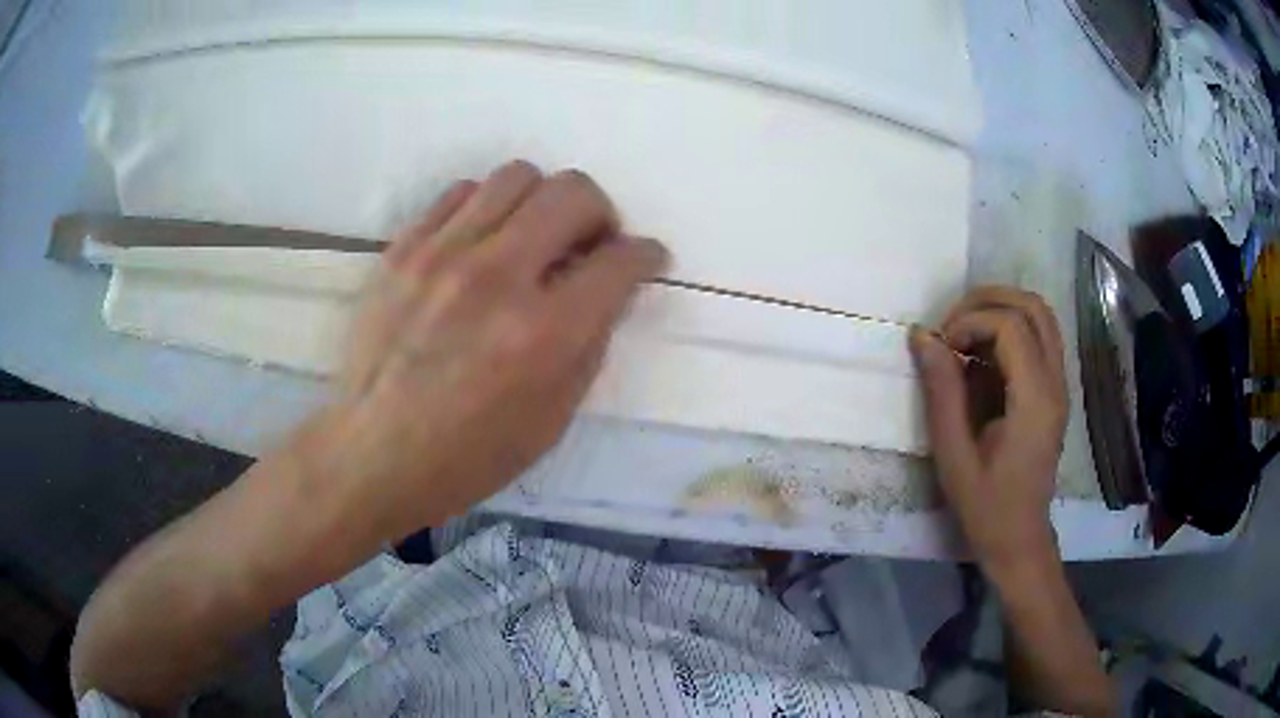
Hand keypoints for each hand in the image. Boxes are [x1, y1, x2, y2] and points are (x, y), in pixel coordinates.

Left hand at [315, 161, 666, 540]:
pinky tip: (482, 242)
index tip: (645, 258)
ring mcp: (442, 255)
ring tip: (534, 237)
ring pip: (516, 176)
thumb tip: (609, 291)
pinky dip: (487, 209)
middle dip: (601, 212)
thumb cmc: (470, 455)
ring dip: (543, 202)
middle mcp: (497, 277)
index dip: (646, 255)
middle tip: (591, 243)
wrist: (375, 453)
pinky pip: (461, 194)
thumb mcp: (553, 419)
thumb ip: (591, 344)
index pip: (619, 261)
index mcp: (544, 334)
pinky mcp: (403, 250)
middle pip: (573, 193)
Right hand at [910, 287, 1068, 573]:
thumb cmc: (985, 506)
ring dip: (1001, 309)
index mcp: (1035, 401)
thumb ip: (941, 393)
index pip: (1011, 326)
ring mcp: (1060, 384)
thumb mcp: (953, 455)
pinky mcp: (1055, 390)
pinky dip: (1009, 328)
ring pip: (1041, 315)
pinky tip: (982, 353)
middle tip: (952, 325)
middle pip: (1033, 306)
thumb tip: (923, 336)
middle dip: (987, 301)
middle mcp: (1056, 383)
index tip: (943, 348)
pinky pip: (1039, 336)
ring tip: (965, 330)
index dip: (971, 321)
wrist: (1020, 538)